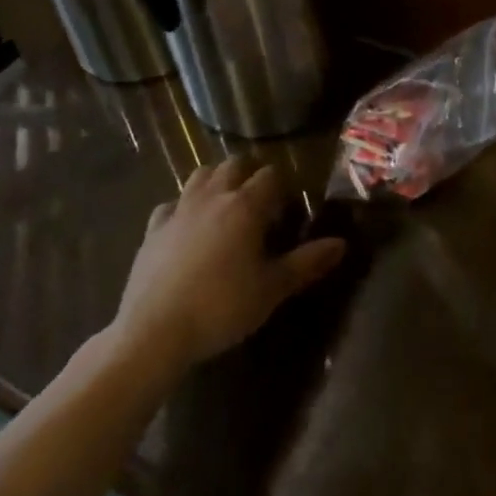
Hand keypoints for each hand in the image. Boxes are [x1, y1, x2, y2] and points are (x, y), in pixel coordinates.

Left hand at [113, 158, 345, 373]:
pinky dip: (182, 207)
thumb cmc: (222, 307)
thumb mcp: (272, 289)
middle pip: (233, 164)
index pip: (270, 175)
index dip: (283, 185)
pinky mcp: (153, 229)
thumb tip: (342, 243)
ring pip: (200, 175)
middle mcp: (213, 197)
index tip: (289, 204)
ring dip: (216, 180)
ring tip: (225, 203)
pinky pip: (170, 204)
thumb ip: (307, 262)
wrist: (155, 331)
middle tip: (260, 199)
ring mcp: (179, 210)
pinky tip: (186, 227)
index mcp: (245, 206)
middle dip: (249, 173)